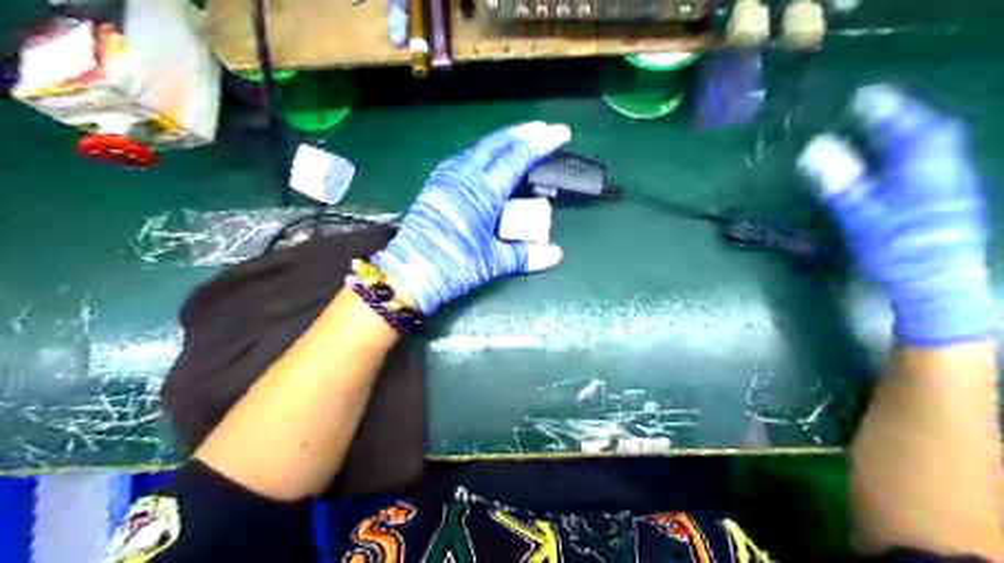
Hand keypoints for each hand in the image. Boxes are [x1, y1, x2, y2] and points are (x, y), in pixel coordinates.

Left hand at [370, 121, 572, 313]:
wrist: (409, 273)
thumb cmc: (453, 267)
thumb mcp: (493, 263)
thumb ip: (525, 255)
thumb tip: (556, 255)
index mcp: (482, 193)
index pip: (517, 157)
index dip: (541, 143)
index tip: (559, 132)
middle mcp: (464, 177)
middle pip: (497, 143)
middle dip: (523, 133)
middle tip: (543, 128)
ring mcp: (446, 178)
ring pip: (479, 148)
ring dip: (502, 140)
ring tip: (520, 139)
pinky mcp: (436, 184)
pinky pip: (465, 158)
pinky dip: (484, 152)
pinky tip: (489, 158)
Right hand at [797, 83, 990, 344]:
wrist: (936, 284)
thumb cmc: (895, 249)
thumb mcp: (861, 215)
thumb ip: (840, 179)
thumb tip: (814, 146)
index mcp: (922, 167)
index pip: (906, 126)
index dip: (885, 108)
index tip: (863, 95)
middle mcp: (945, 168)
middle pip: (929, 131)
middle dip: (903, 115)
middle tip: (875, 107)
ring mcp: (954, 184)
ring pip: (938, 146)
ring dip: (913, 131)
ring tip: (887, 127)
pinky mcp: (953, 201)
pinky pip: (938, 161)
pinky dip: (920, 150)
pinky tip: (905, 160)